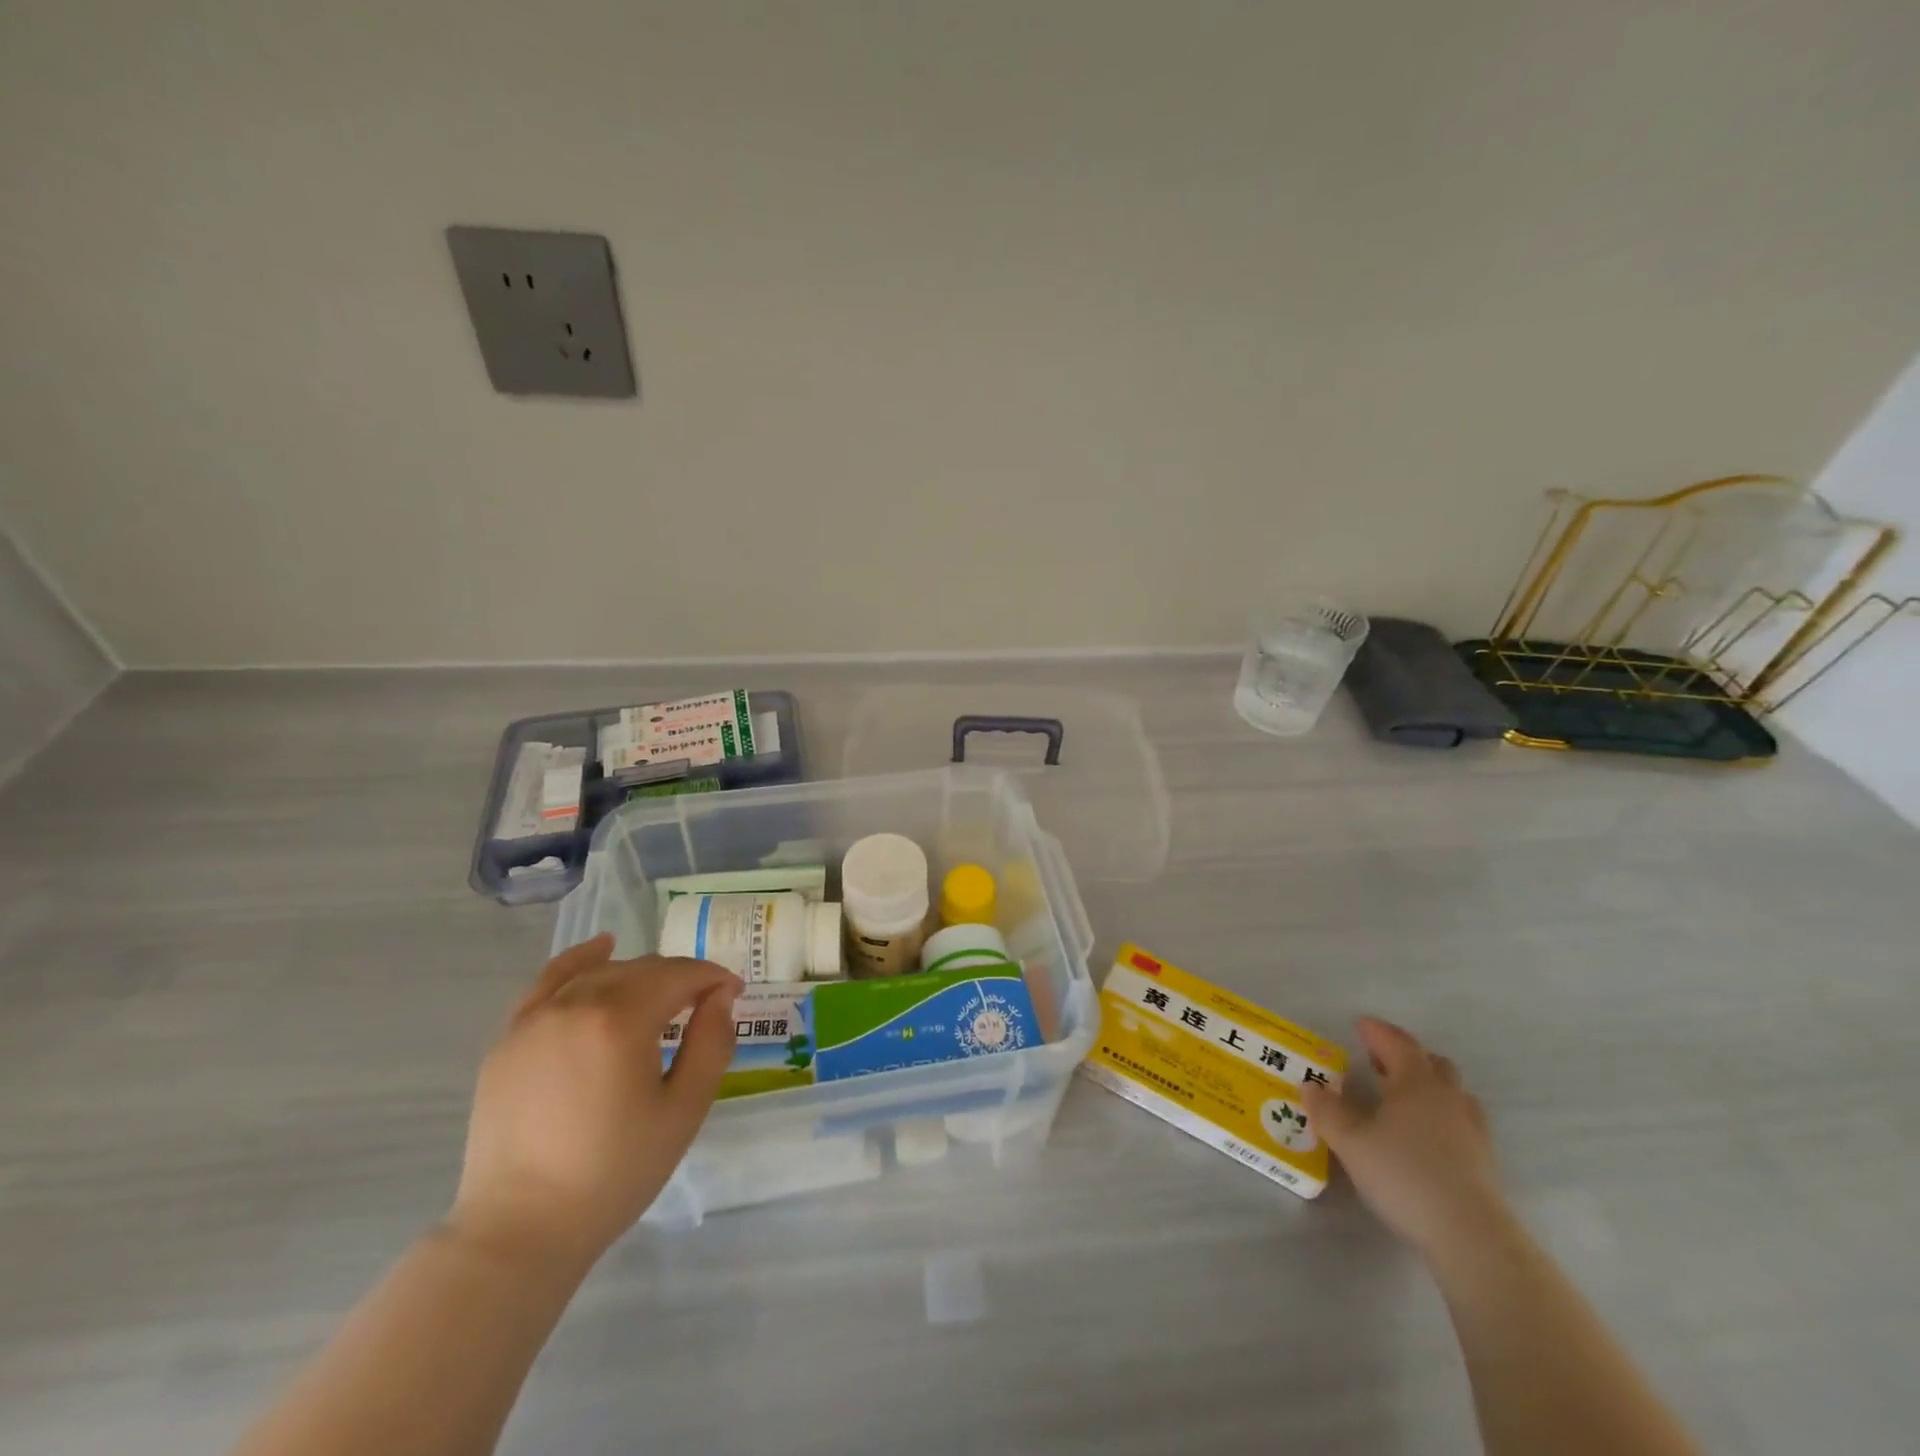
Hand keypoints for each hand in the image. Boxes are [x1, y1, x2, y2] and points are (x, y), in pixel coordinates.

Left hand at [447, 935, 740, 1267]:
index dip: (713, 978)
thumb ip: (711, 1043)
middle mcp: (577, 1004)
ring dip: (639, 976)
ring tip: (660, 997)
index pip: (680, 976)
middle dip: (680, 979)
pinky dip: (580, 961)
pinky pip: (549, 981)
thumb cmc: (614, 1173)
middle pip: (643, 970)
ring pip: (602, 973)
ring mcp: (536, 1019)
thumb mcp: (683, 1111)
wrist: (519, 1231)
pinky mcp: (509, 1038)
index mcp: (621, 1020)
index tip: (734, 994)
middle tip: (703, 1005)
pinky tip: (601, 949)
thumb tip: (722, 997)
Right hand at [1299, 1017, 1509, 1262]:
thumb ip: (1327, 1111)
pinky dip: (1441, 1114)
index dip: (1378, 1032)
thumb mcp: (1350, 1142)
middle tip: (1379, 1059)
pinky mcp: (1484, 1160)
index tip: (1360, 1025)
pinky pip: (1460, 1120)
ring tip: (1402, 1096)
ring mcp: (1471, 1129)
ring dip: (1427, 1084)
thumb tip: (1311, 1085)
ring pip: (1450, 1091)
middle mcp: (1447, 1097)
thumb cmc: (1404, 1175)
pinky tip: (1425, 1134)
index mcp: (1416, 1083)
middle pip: (1431, 1063)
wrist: (1470, 1236)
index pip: (1397, 1043)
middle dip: (1405, 1055)